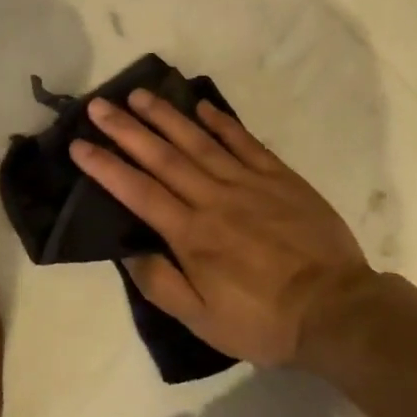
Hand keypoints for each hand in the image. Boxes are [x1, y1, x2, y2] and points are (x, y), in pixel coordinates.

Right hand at [70, 91, 376, 368]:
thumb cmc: (263, 320)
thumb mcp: (202, 320)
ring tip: (140, 95)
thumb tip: (128, 251)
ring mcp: (249, 184)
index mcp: (191, 235)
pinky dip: (222, 122)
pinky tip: (203, 105)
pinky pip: (245, 142)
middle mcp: (214, 199)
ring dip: (167, 116)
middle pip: (163, 157)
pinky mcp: (280, 178)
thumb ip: (161, 284)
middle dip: (127, 129)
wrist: (336, 310)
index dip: (106, 167)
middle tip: (100, 105)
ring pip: (199, 141)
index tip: (79, 144)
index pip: (138, 192)